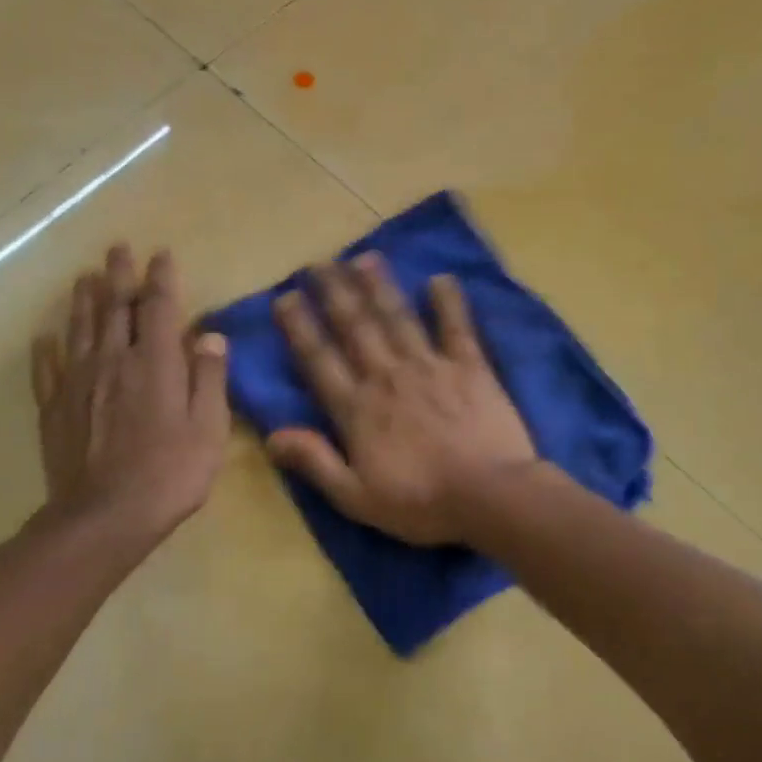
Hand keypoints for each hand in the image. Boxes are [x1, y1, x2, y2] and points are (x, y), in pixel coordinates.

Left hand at [30, 245, 229, 552]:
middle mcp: (113, 360)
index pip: (158, 307)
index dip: (160, 278)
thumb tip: (210, 335)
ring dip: (84, 299)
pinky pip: (47, 367)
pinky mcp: (54, 406)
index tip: (161, 255)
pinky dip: (47, 347)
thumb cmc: (170, 473)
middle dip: (119, 275)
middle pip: (114, 307)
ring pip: (79, 328)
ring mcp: (78, 381)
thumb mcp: (209, 428)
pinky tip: (46, 335)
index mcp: (155, 363)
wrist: (105, 515)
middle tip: (117, 249)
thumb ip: (209, 377)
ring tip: (85, 276)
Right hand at [269, 253, 536, 545]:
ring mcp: (430, 367)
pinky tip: (439, 279)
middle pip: (355, 327)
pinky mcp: (470, 367)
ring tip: (363, 258)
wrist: (489, 497)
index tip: (285, 297)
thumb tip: (272, 435)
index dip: (299, 327)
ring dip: (379, 286)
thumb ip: (315, 462)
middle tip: (319, 263)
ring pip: (398, 318)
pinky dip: (448, 302)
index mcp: (357, 409)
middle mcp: (387, 377)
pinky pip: (456, 327)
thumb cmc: (421, 503)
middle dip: (334, 293)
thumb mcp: (356, 497)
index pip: (319, 360)